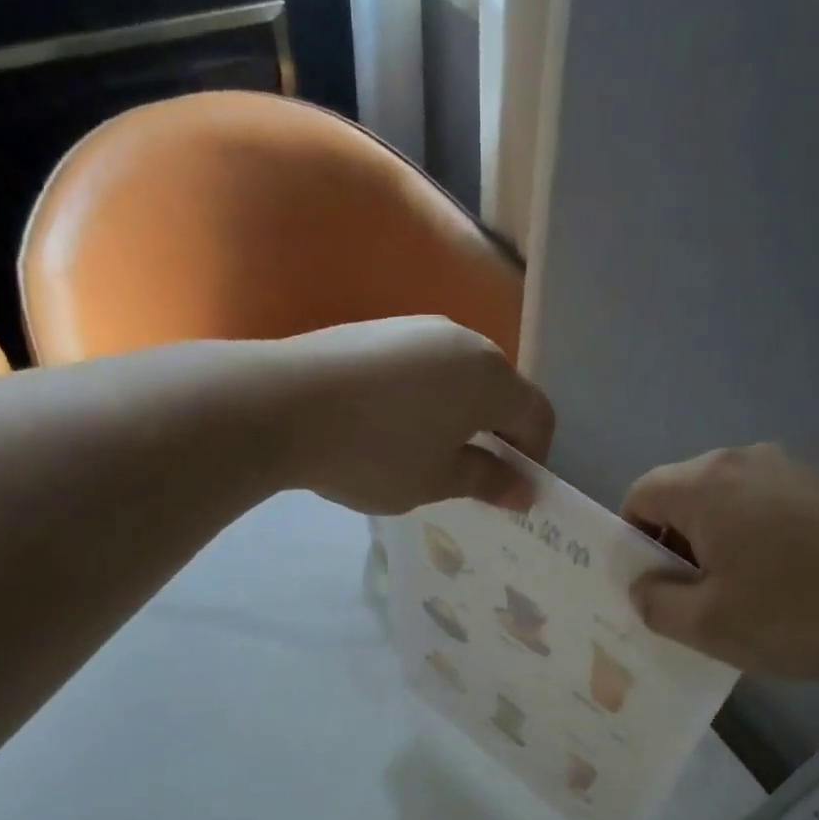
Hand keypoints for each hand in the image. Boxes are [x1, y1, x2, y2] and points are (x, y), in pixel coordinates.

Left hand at [273, 317, 554, 515]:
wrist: (281, 405)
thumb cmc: (375, 453)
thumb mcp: (436, 480)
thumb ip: (487, 481)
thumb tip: (524, 490)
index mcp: (490, 378)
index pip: (537, 416)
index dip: (534, 457)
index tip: (510, 491)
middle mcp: (463, 341)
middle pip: (500, 391)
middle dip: (497, 435)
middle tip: (471, 476)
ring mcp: (417, 329)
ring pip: (459, 377)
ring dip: (460, 416)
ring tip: (427, 453)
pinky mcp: (379, 330)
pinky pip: (422, 367)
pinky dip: (424, 399)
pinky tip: (390, 427)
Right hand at [621, 444, 818, 682]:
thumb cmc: (800, 612)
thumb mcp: (709, 625)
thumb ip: (656, 604)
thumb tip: (642, 587)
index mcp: (707, 485)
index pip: (639, 495)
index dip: (631, 541)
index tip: (650, 586)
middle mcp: (747, 461)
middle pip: (685, 496)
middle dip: (675, 546)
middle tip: (691, 600)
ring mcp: (797, 470)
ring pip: (730, 505)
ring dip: (719, 546)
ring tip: (741, 599)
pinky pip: (771, 510)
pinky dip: (759, 542)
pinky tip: (787, 588)